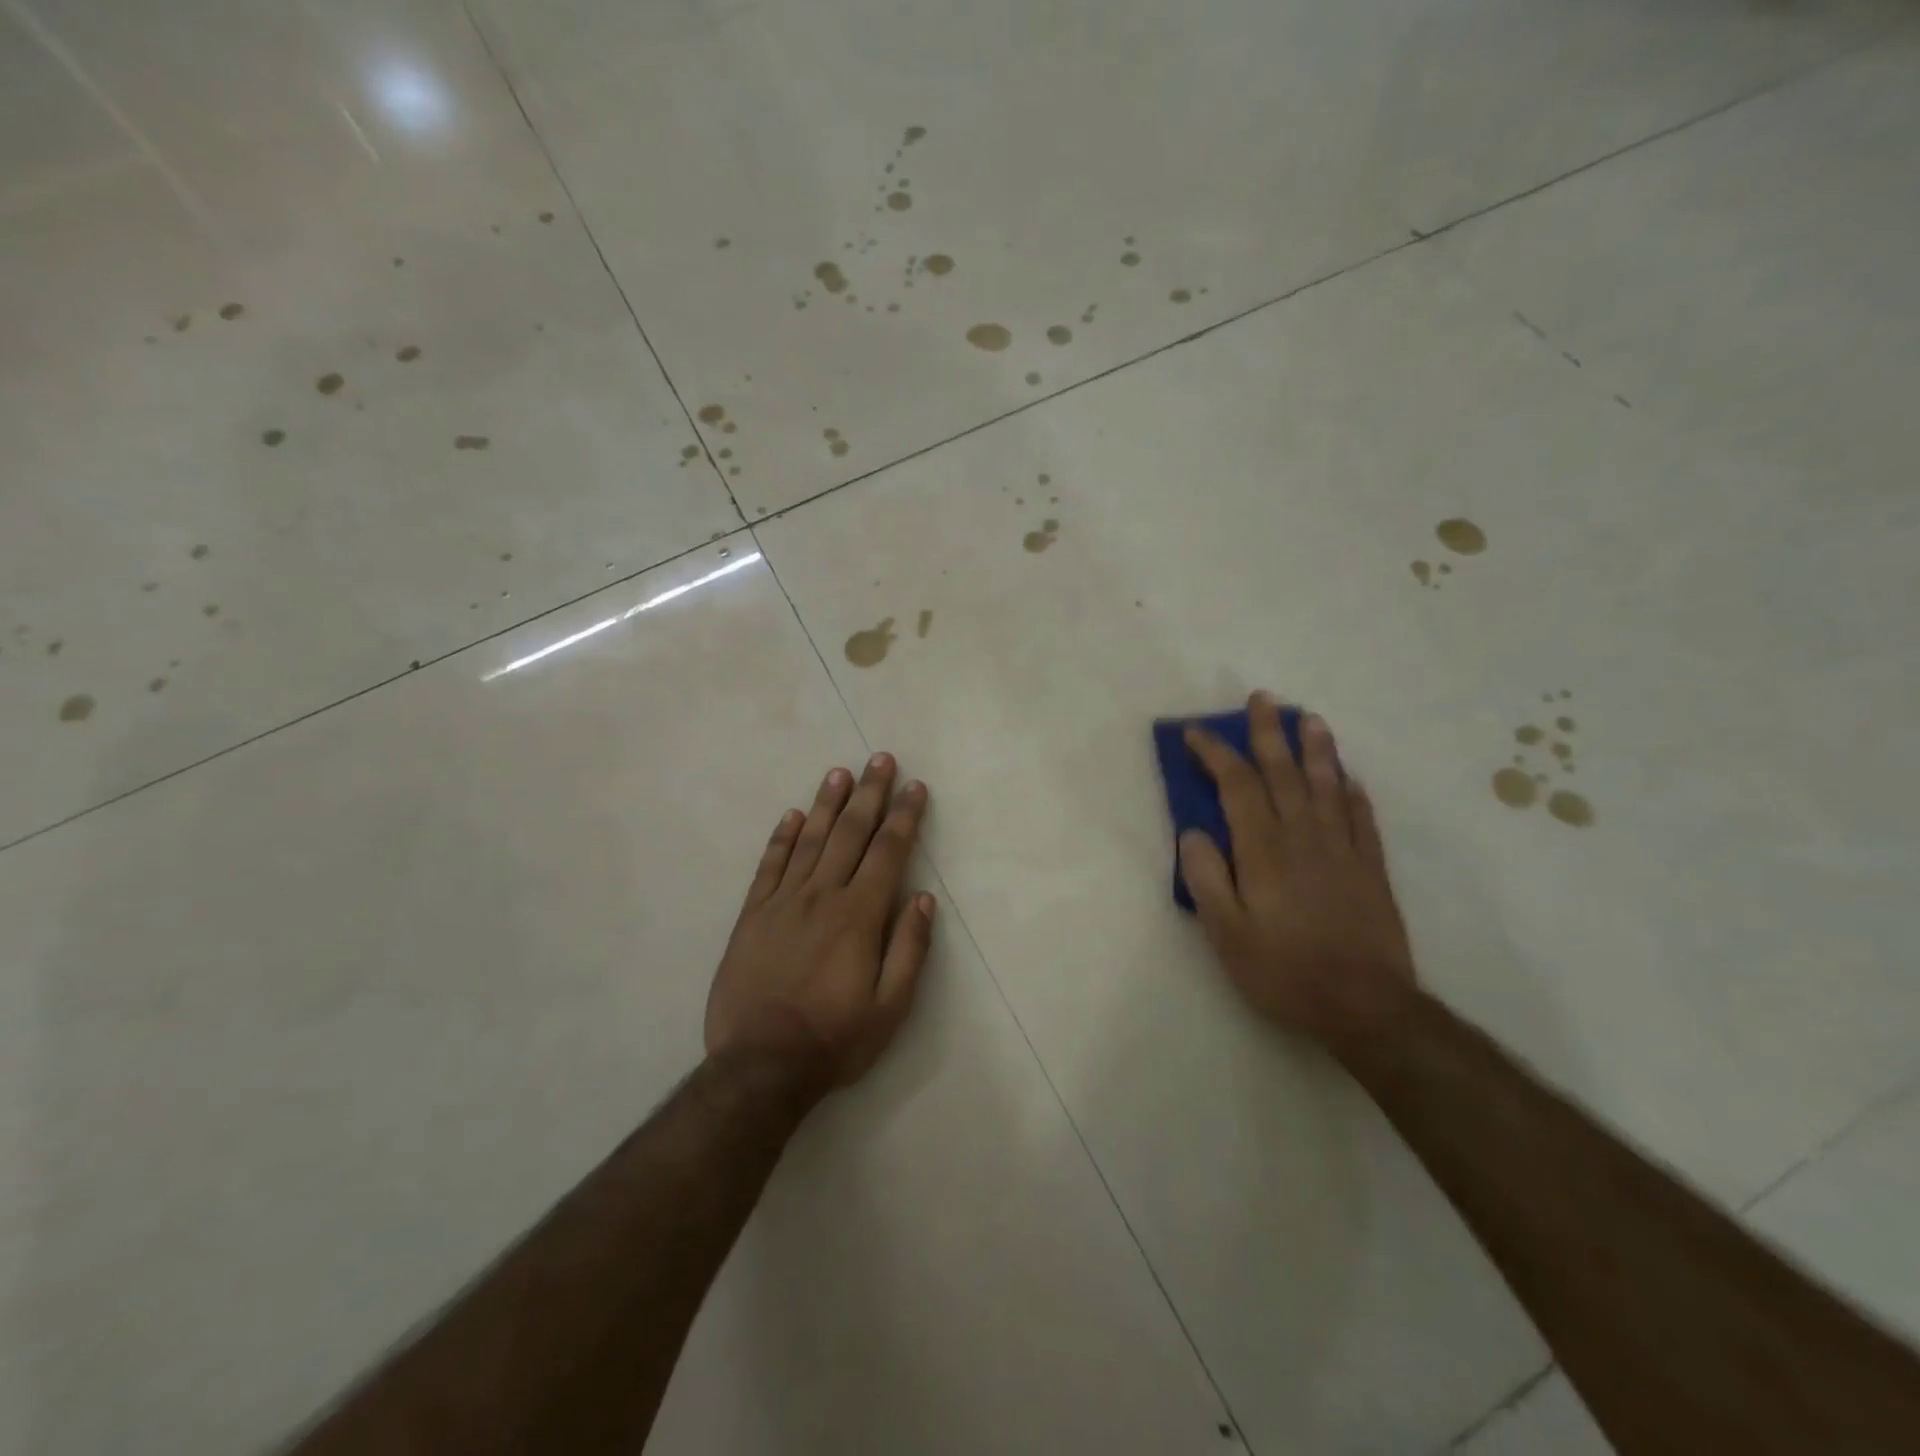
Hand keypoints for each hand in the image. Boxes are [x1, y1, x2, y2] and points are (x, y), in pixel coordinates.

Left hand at [706, 754, 934, 1088]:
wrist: (760, 1066)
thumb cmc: (835, 1039)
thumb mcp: (891, 1008)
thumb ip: (909, 949)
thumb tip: (923, 898)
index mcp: (859, 916)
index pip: (888, 852)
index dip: (904, 816)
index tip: (914, 787)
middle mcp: (822, 896)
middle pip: (851, 833)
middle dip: (870, 794)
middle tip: (880, 759)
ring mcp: (782, 903)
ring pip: (810, 840)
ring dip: (828, 804)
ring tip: (841, 773)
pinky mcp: (752, 916)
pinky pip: (769, 866)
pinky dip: (782, 837)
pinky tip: (793, 815)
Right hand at [1179, 693, 1416, 1053]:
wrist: (1365, 1005)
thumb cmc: (1284, 970)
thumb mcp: (1226, 933)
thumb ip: (1206, 878)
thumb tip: (1193, 832)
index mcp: (1263, 849)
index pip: (1236, 785)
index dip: (1216, 753)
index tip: (1196, 732)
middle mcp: (1303, 836)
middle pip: (1284, 772)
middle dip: (1268, 733)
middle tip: (1262, 699)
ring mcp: (1343, 849)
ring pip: (1327, 785)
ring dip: (1316, 748)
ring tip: (1309, 718)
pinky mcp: (1371, 868)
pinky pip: (1363, 818)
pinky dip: (1354, 792)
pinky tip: (1349, 778)